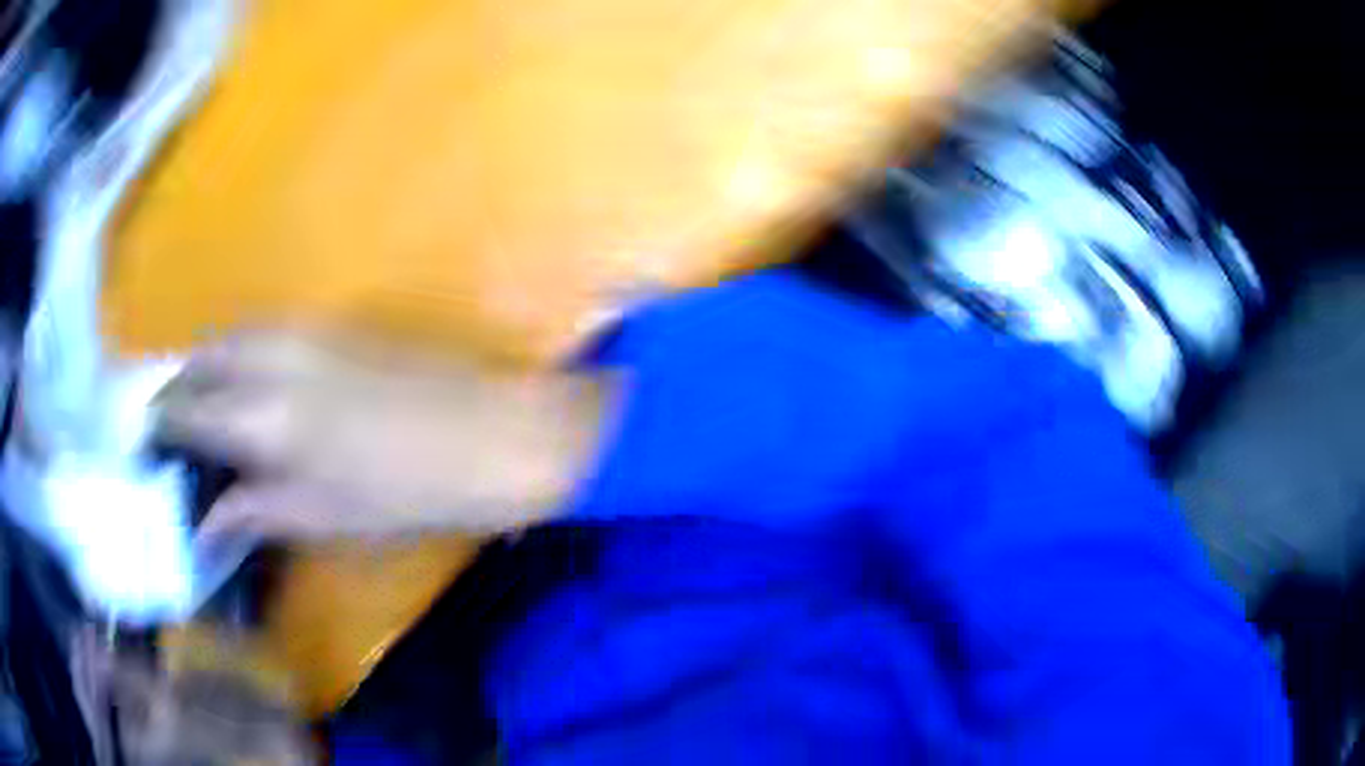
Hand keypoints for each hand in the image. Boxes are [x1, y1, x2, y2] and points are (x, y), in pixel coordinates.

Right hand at [157, 327, 610, 541]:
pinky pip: (262, 334)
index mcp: (260, 414)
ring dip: (205, 368)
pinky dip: (238, 355)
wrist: (491, 435)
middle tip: (169, 428)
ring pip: (229, 340)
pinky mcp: (332, 325)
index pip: (184, 411)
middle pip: (199, 362)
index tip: (146, 447)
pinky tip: (245, 385)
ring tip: (199, 409)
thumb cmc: (405, 492)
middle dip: (175, 391)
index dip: (159, 428)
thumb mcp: (321, 515)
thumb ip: (253, 510)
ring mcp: (304, 332)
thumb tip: (205, 523)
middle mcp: (270, 358)